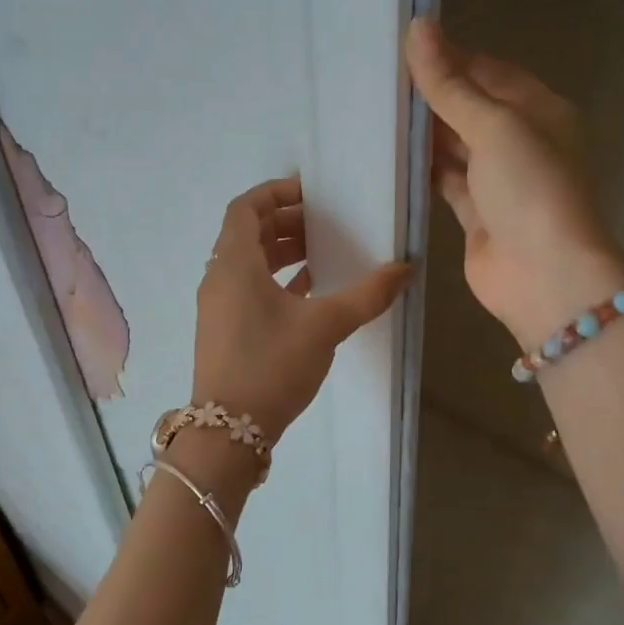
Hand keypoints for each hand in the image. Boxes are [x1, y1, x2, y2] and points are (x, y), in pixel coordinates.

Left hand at [191, 175, 410, 443]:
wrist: (228, 431)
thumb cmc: (272, 365)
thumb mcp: (325, 326)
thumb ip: (367, 294)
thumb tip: (406, 268)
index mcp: (234, 264)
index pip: (246, 207)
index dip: (277, 193)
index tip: (313, 195)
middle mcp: (218, 278)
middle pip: (248, 233)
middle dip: (286, 223)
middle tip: (326, 224)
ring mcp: (218, 306)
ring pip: (248, 263)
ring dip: (282, 252)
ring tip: (323, 254)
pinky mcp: (223, 331)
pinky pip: (248, 289)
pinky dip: (275, 280)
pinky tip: (309, 291)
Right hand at [406, 18, 623, 343]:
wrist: (546, 276)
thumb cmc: (530, 189)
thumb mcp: (493, 126)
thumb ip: (451, 84)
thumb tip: (419, 26)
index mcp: (538, 110)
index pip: (488, 71)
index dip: (449, 57)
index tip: (401, 47)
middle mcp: (520, 142)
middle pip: (470, 108)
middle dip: (431, 96)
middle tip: (377, 79)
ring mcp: (498, 182)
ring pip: (455, 147)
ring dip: (423, 134)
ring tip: (374, 111)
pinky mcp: (476, 216)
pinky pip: (445, 183)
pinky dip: (422, 171)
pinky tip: (389, 157)